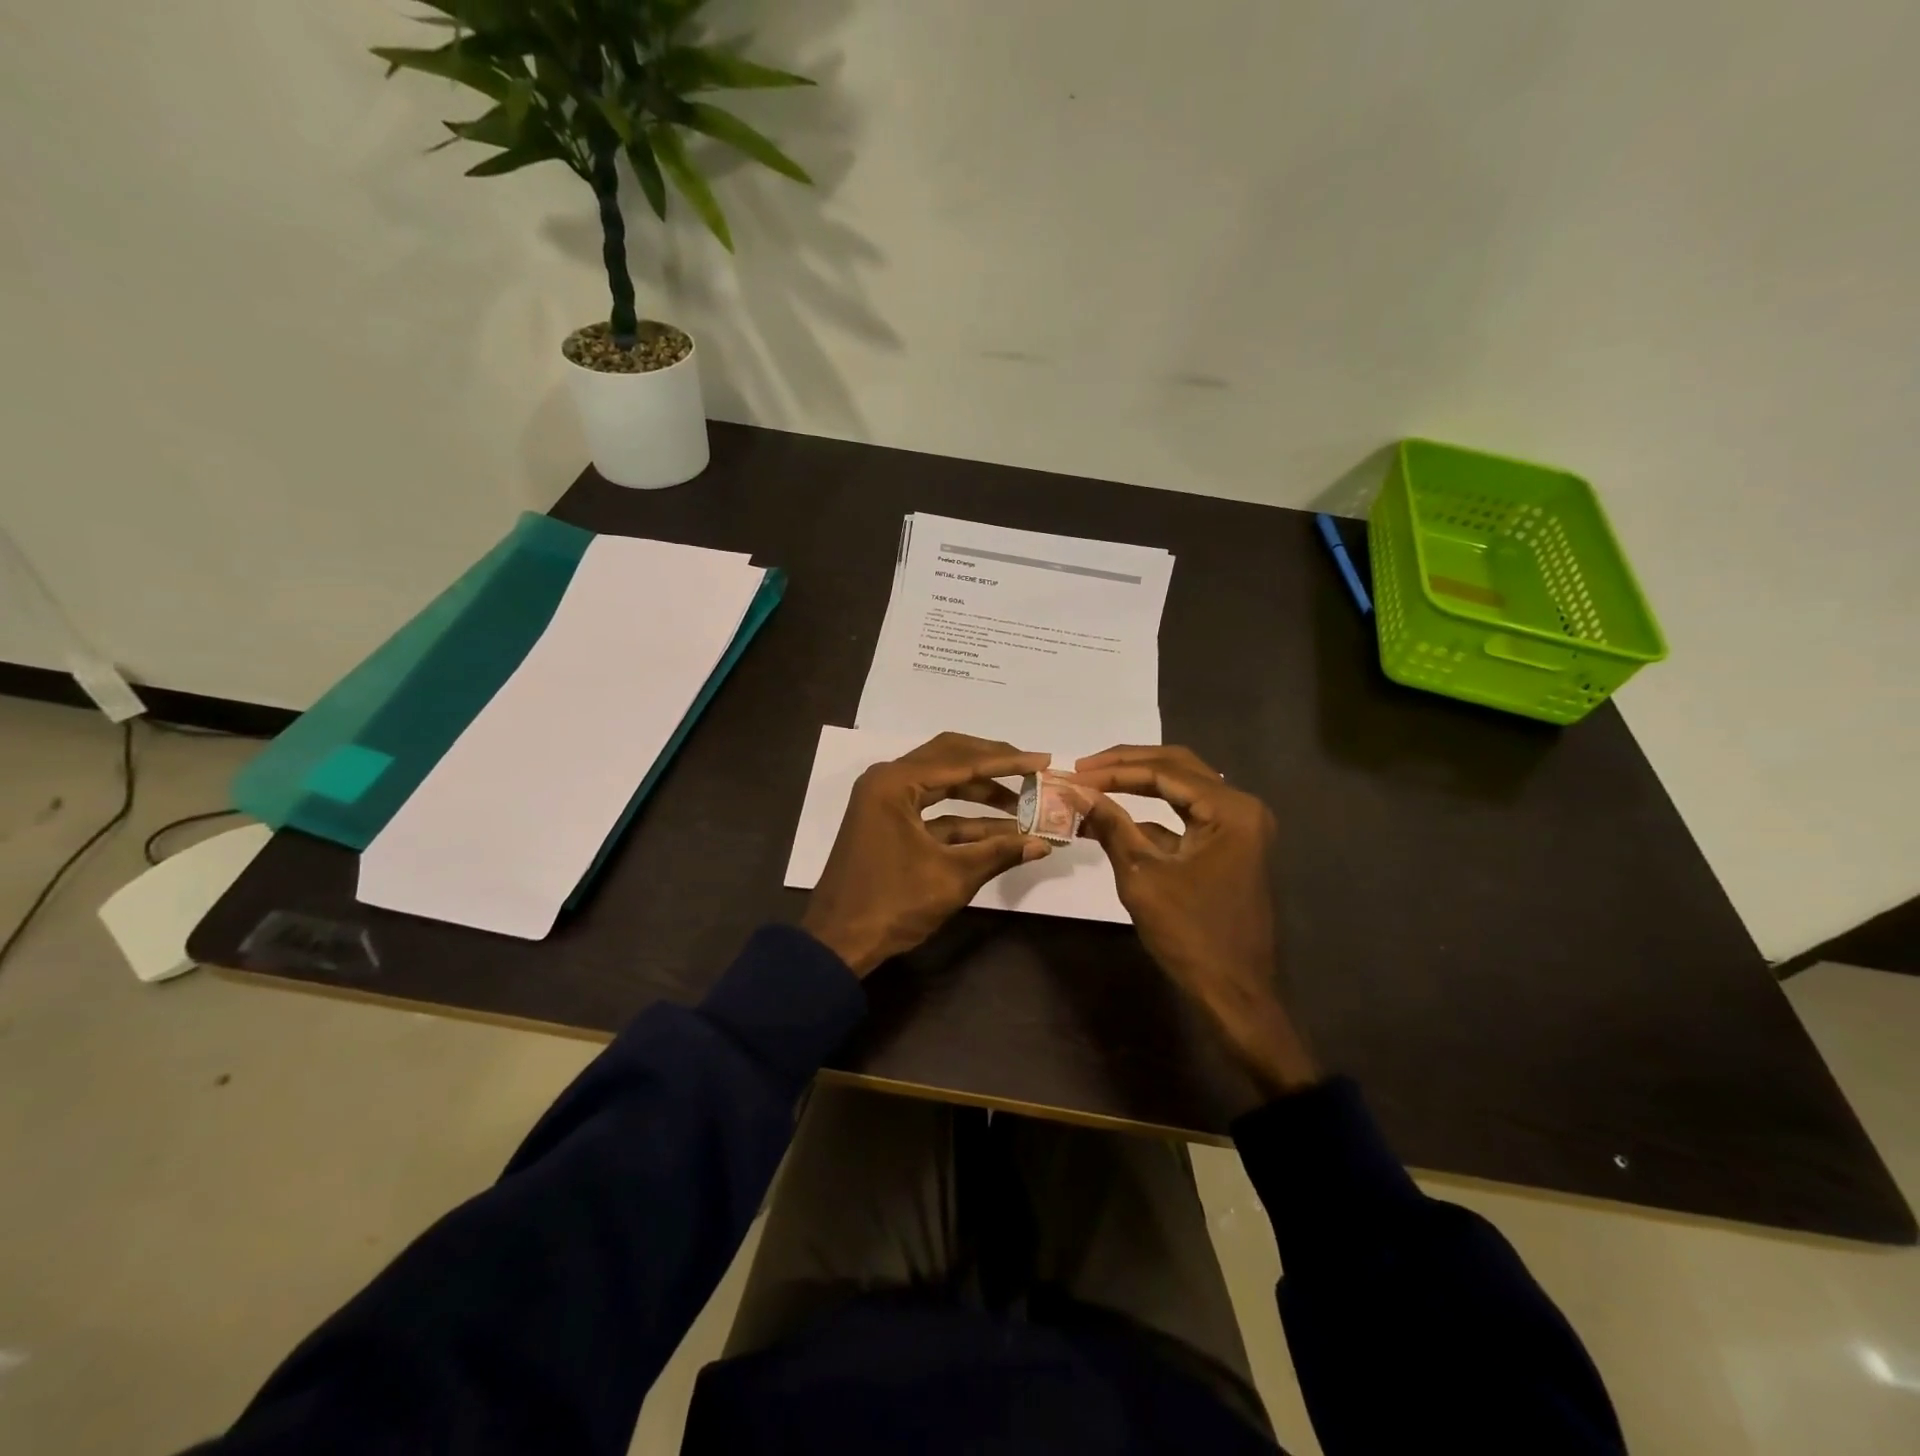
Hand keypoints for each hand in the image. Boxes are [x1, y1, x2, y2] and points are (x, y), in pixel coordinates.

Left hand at [802, 732, 1053, 976]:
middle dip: (993, 764)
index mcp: (895, 783)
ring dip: (980, 791)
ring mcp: (885, 800)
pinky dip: (963, 816)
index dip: (1007, 762)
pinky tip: (999, 829)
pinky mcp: (887, 822)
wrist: (838, 942)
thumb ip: (999, 853)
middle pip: (950, 758)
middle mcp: (888, 780)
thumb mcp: (951, 877)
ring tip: (1023, 801)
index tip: (1043, 761)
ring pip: (942, 782)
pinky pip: (932, 808)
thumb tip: (1043, 843)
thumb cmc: (892, 904)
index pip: (962, 761)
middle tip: (1031, 770)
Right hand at [1071, 745, 1319, 1096]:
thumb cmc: (1190, 934)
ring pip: (1181, 788)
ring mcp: (1238, 827)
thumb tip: (1074, 791)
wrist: (1234, 992)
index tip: (1074, 772)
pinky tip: (1113, 818)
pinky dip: (1151, 814)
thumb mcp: (1142, 875)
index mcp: (1230, 809)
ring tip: (1093, 784)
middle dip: (1126, 765)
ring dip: (1137, 784)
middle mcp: (1240, 808)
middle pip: (1177, 767)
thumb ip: (1111, 825)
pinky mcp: (1228, 846)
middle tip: (1083, 768)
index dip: (1114, 769)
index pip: (1164, 771)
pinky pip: (1186, 816)